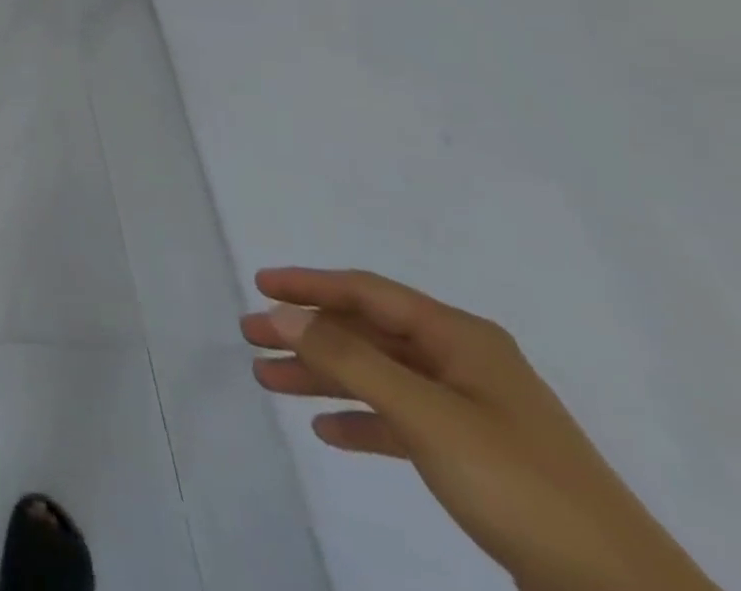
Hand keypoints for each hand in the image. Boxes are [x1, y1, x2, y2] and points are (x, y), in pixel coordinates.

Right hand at [243, 268, 716, 590]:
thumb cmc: (516, 480)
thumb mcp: (425, 413)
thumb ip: (348, 359)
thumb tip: (280, 313)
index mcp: (459, 338)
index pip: (367, 292)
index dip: (309, 284)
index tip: (258, 285)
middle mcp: (462, 362)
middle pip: (366, 334)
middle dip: (306, 334)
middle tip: (250, 337)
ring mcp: (470, 410)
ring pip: (376, 376)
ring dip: (323, 376)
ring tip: (268, 381)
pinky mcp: (474, 456)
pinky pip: (399, 420)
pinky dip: (361, 420)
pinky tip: (327, 431)